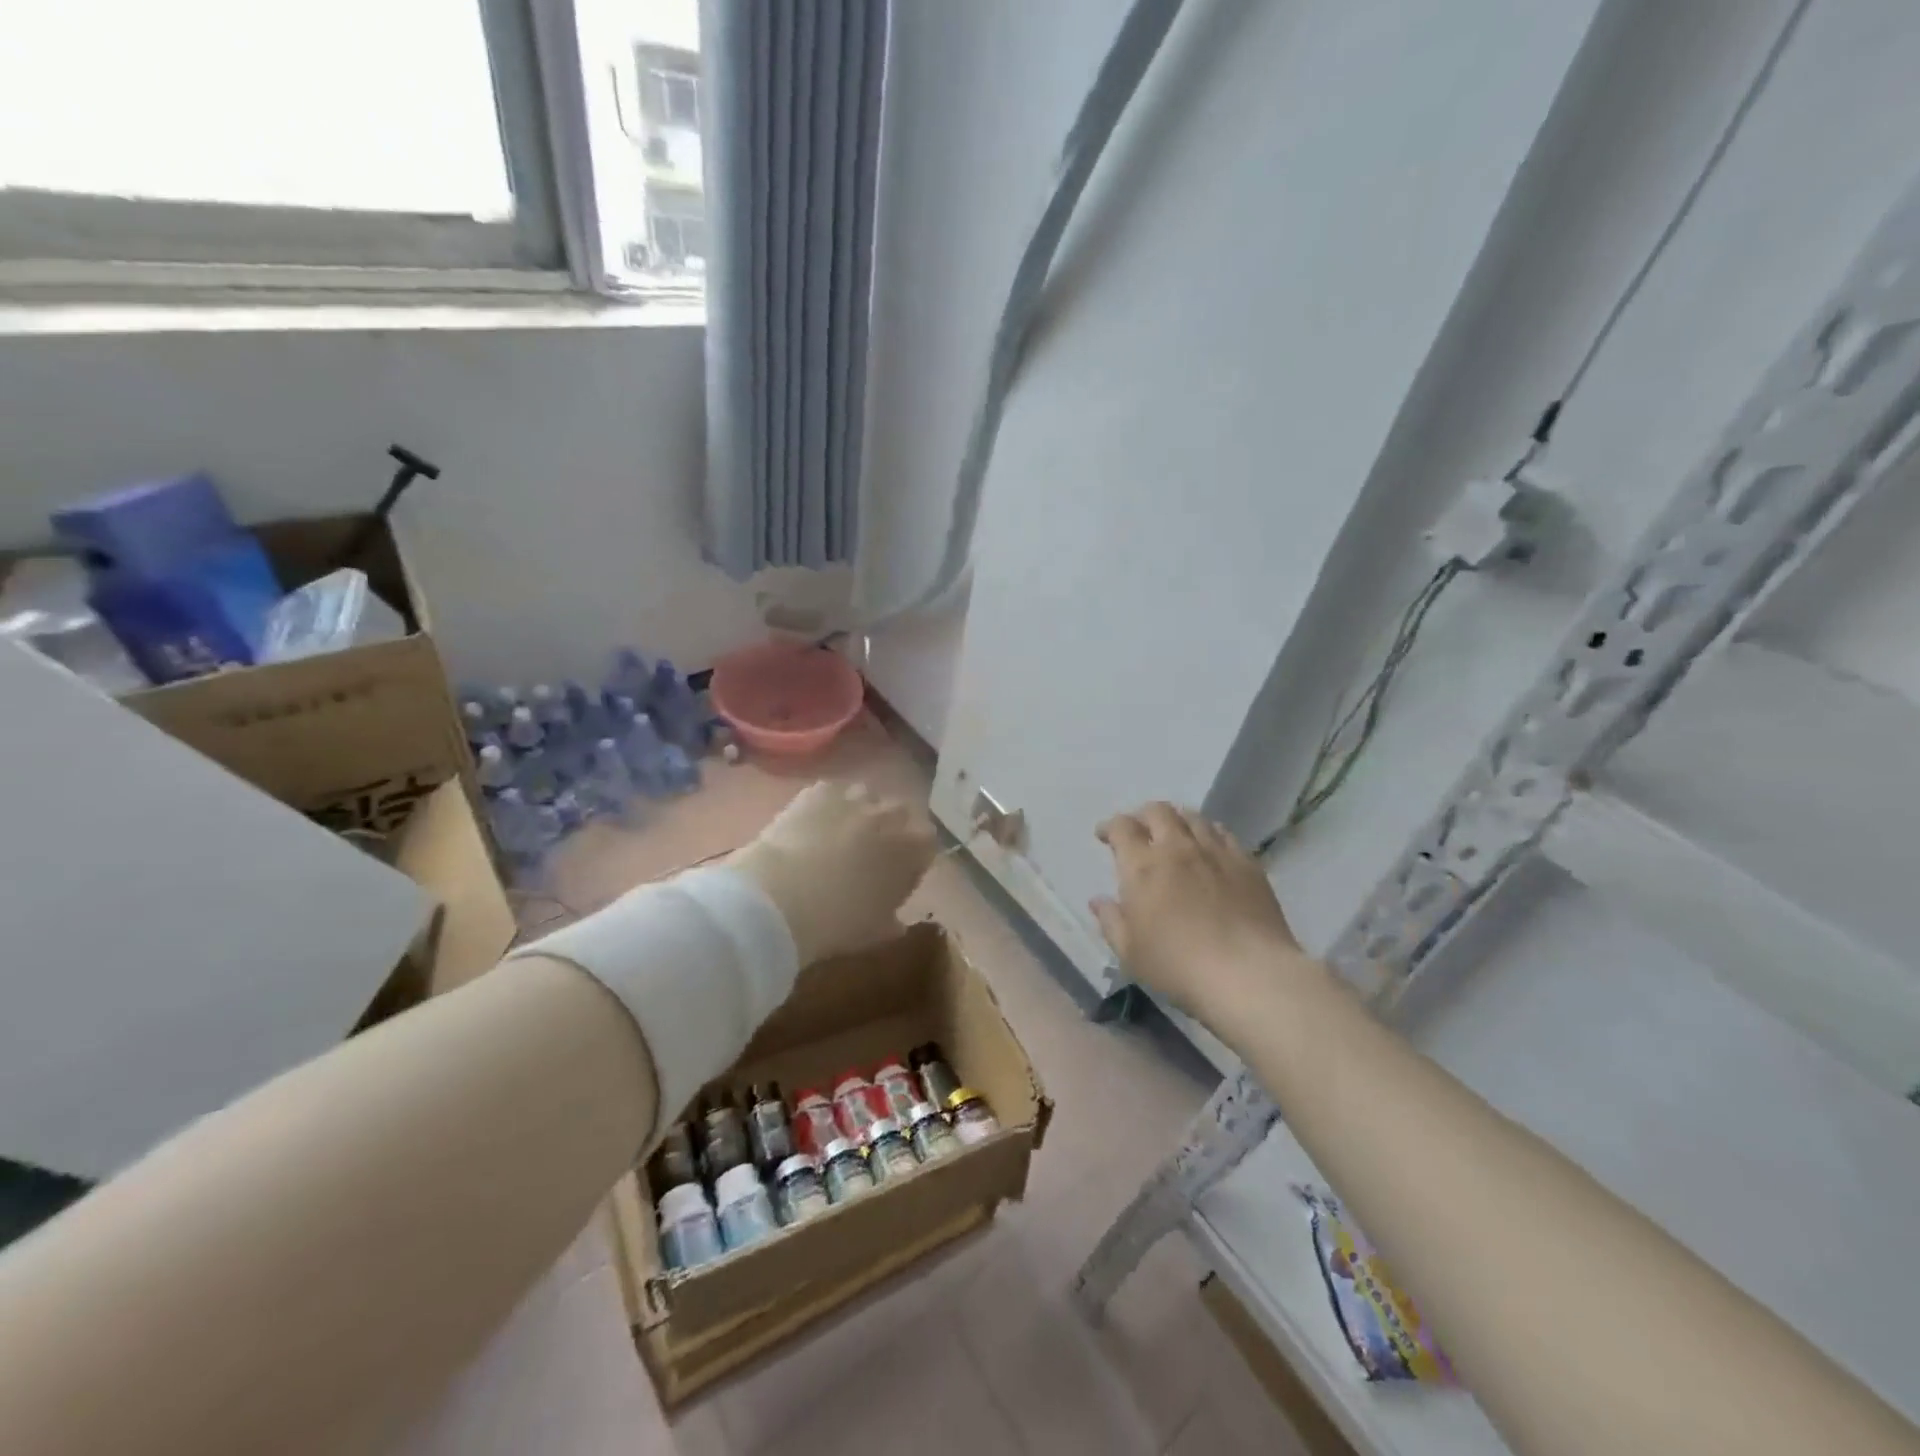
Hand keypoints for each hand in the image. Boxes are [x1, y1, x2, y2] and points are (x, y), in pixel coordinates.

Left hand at [732, 781, 937, 964]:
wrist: (780, 898)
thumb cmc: (837, 922)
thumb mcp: (874, 932)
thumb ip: (893, 921)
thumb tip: (896, 920)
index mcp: (912, 849)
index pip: (927, 842)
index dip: (913, 857)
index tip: (899, 874)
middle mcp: (890, 815)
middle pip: (900, 813)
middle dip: (889, 829)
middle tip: (868, 854)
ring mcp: (854, 798)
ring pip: (866, 797)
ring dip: (860, 813)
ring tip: (837, 836)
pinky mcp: (819, 791)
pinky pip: (833, 793)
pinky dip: (828, 806)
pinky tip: (812, 825)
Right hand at [1091, 802, 1314, 1024]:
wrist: (1247, 973)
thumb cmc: (1178, 965)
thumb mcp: (1130, 951)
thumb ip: (1110, 920)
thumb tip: (1098, 900)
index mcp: (1143, 866)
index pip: (1122, 827)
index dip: (1109, 826)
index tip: (1103, 835)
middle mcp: (1177, 848)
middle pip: (1158, 811)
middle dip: (1142, 816)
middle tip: (1139, 830)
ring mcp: (1215, 852)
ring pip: (1192, 816)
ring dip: (1176, 819)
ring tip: (1174, 833)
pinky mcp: (1246, 862)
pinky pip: (1223, 833)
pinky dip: (1208, 832)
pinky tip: (1209, 847)